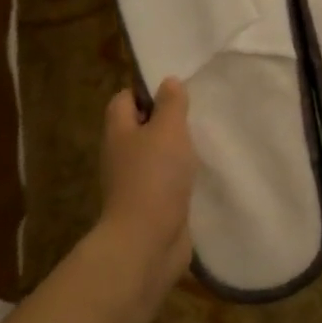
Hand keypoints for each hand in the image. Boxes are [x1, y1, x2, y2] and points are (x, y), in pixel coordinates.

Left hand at [99, 77, 197, 295]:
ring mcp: (135, 182)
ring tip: (203, 144)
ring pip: (155, 156)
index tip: (175, 93)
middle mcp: (121, 155)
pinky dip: (180, 177)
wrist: (148, 240)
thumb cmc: (155, 177)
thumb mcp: (168, 131)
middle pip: (139, 128)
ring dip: (175, 152)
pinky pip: (166, 182)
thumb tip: (168, 82)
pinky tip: (200, 175)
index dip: (145, 92)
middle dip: (165, 122)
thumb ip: (171, 105)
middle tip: (195, 117)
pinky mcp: (151, 205)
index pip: (123, 100)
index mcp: (119, 132)